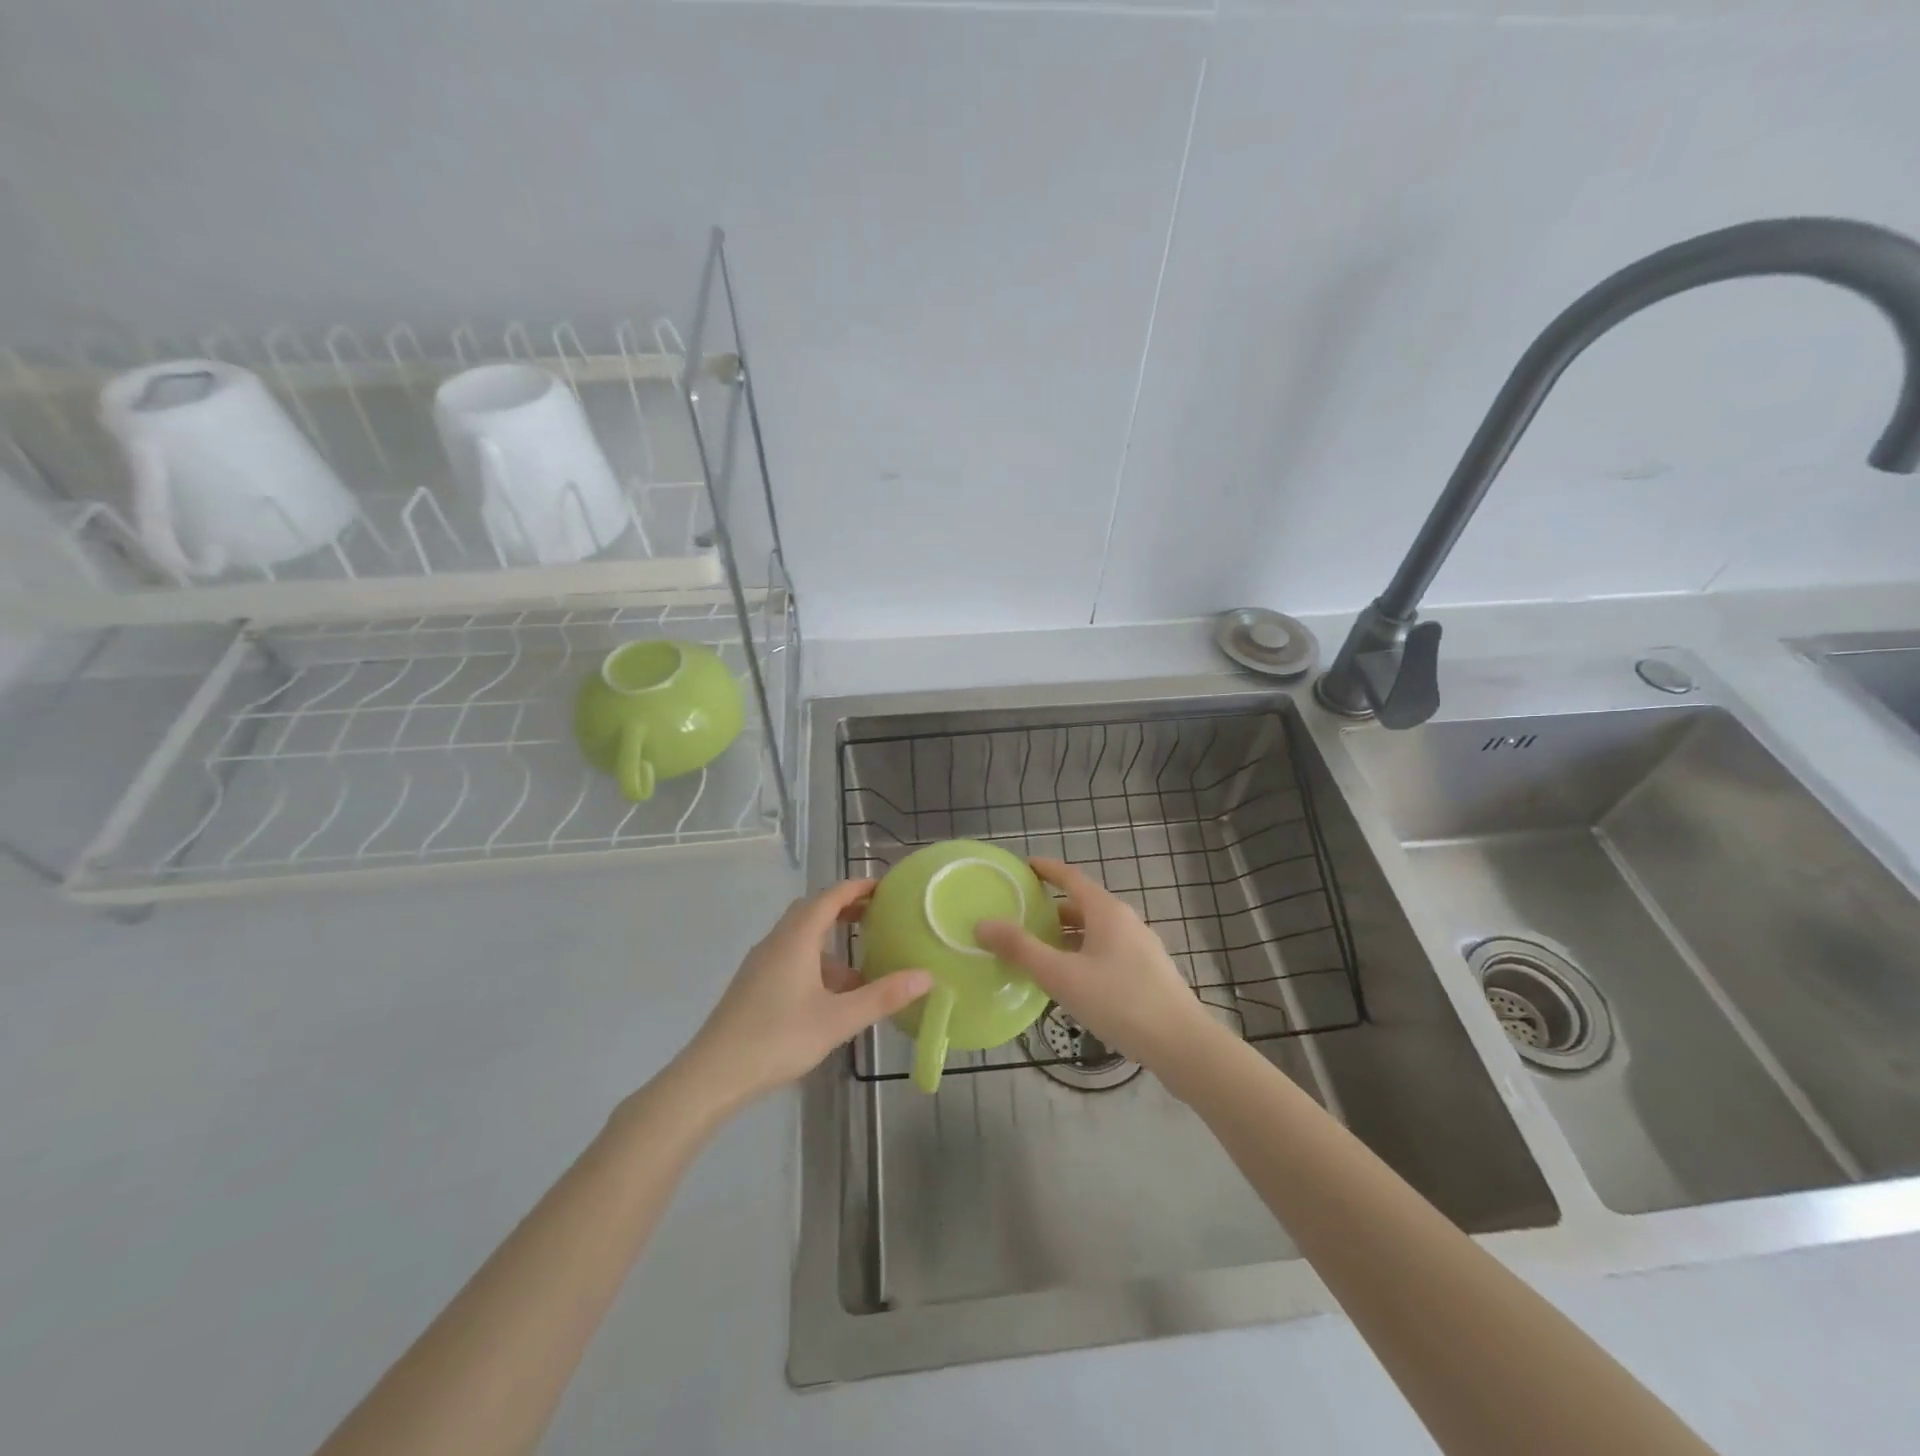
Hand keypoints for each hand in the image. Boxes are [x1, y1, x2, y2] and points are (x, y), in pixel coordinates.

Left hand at [680, 879, 932, 1106]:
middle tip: (877, 917)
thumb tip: (926, 975)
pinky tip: (831, 997)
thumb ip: (882, 996)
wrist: (712, 1075)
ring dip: (830, 942)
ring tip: (862, 966)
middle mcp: (777, 941)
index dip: (857, 887)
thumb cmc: (778, 1038)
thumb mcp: (838, 1020)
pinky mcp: (753, 985)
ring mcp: (761, 963)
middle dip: (845, 909)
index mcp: (797, 938)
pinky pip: (790, 958)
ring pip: (800, 937)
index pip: (830, 896)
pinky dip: (815, 963)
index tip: (885, 887)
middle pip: (813, 911)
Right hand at [976, 858, 1215, 1072]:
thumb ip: (1021, 949)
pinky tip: (1071, 980)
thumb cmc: (1119, 1001)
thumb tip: (983, 924)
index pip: (1071, 877)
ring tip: (1038, 950)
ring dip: (1066, 935)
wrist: (1181, 1044)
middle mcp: (1125, 921)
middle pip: (1082, 905)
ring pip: (1095, 931)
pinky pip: (1106, 951)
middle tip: (1020, 916)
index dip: (1046, 869)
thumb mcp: (1062, 976)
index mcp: (1107, 911)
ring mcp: (1140, 947)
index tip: (1023, 866)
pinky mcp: (1147, 972)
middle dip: (1051, 908)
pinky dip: (1082, 953)